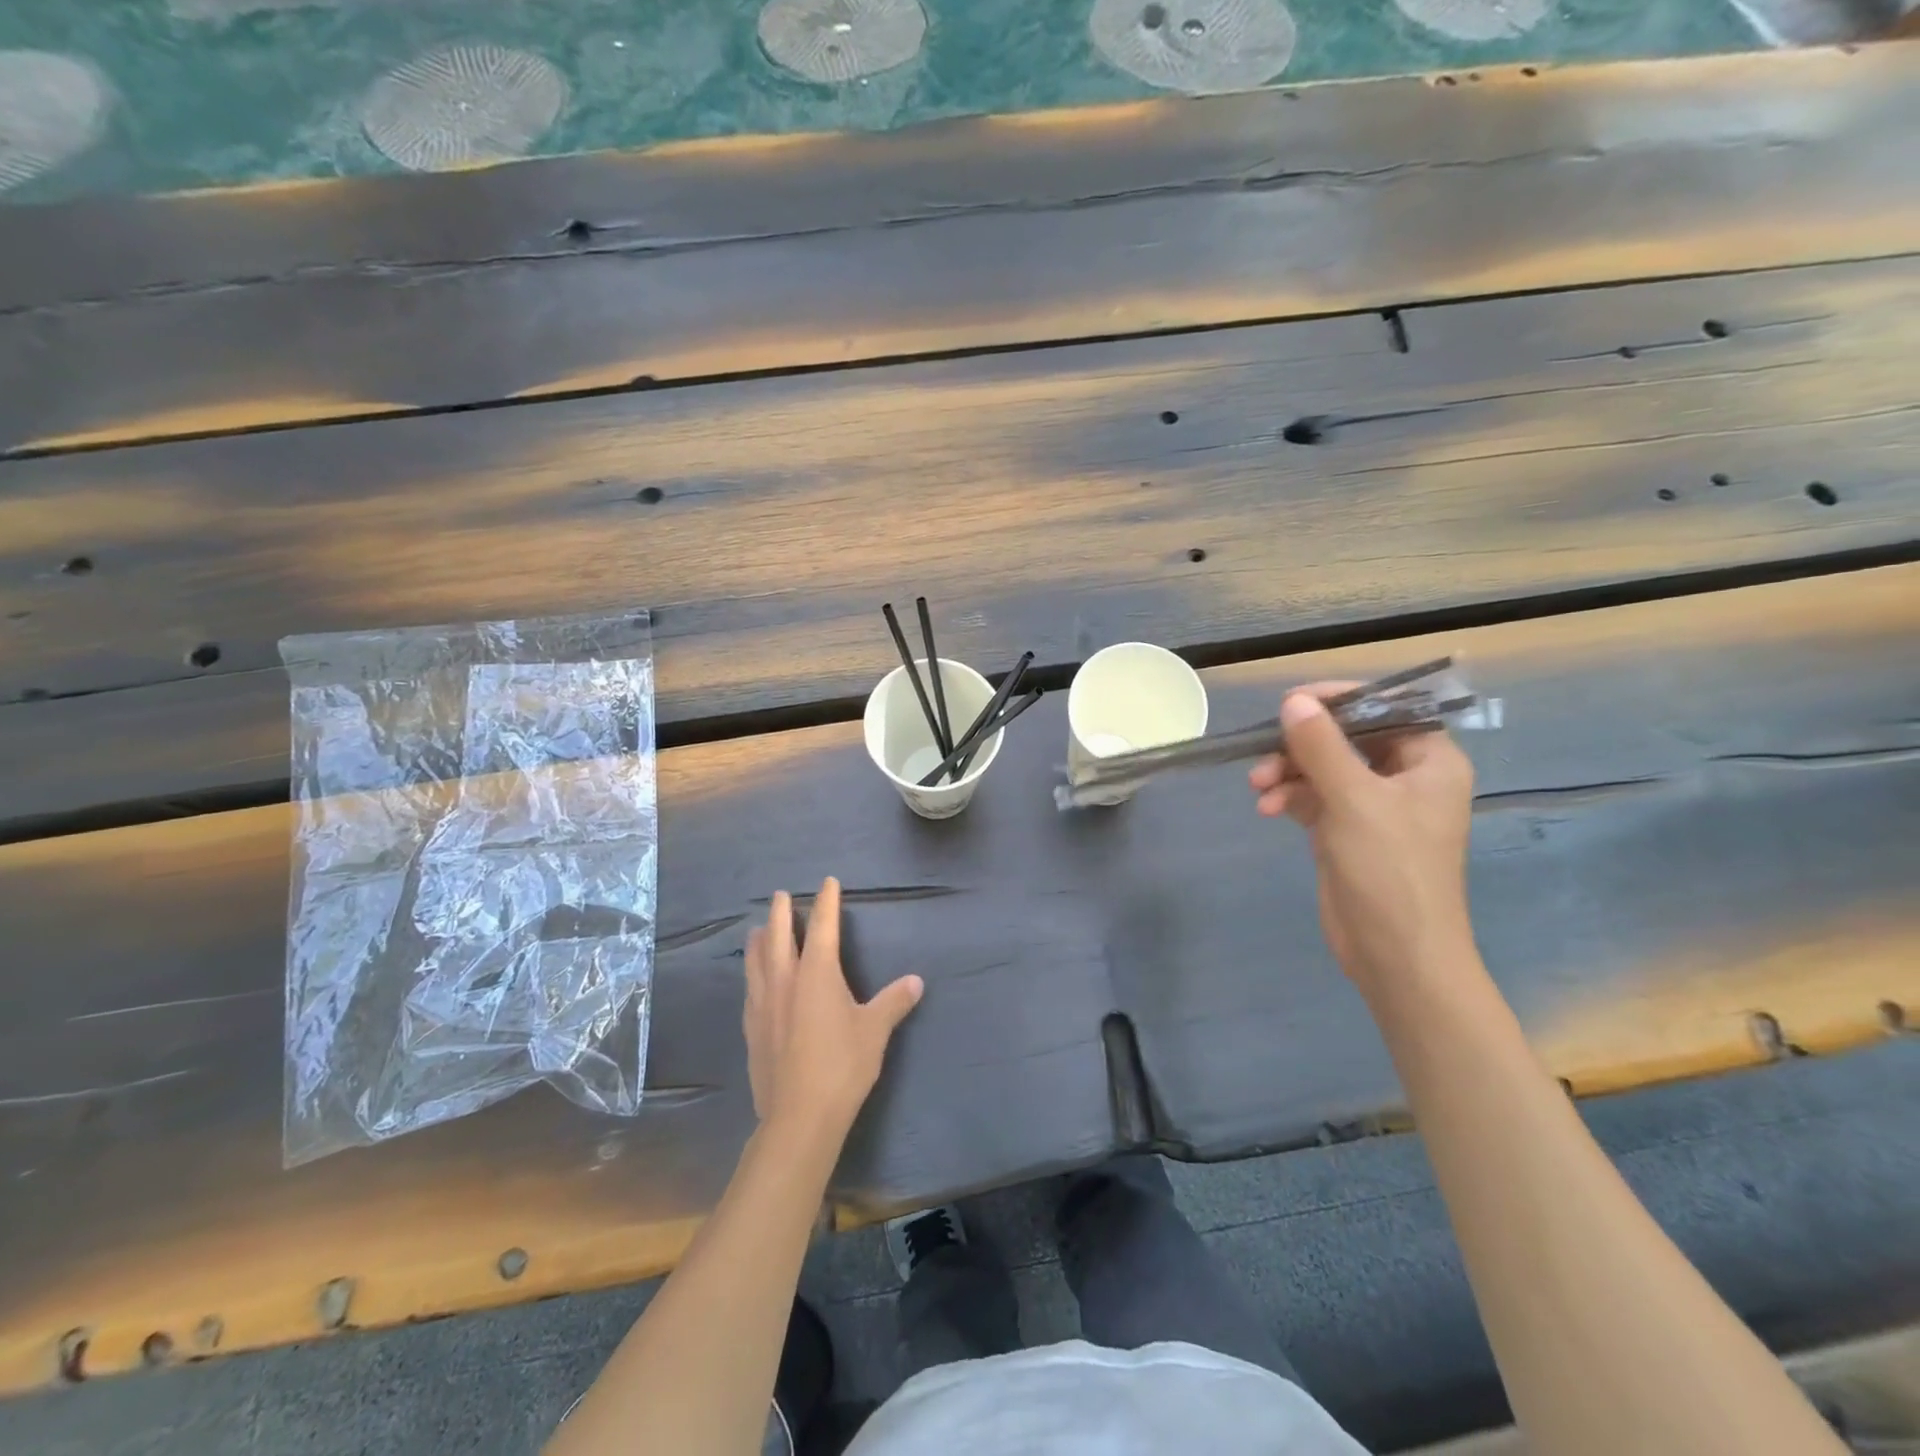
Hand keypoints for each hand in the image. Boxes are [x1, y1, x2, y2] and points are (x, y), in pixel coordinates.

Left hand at [744, 878, 923, 1142]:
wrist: (798, 1115)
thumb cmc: (842, 1065)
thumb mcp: (875, 1031)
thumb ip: (894, 1002)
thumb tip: (916, 981)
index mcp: (817, 973)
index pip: (822, 926)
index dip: (827, 902)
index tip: (828, 882)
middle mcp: (785, 980)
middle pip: (779, 935)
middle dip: (782, 912)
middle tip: (781, 895)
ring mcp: (763, 1004)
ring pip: (756, 960)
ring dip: (760, 939)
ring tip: (759, 928)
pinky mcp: (751, 1028)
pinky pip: (750, 988)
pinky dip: (753, 973)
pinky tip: (754, 980)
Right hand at [1248, 686, 1475, 994]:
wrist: (1395, 953)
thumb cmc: (1390, 869)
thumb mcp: (1354, 800)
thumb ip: (1321, 746)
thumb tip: (1293, 701)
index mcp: (1429, 761)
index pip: (1386, 708)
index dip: (1340, 700)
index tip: (1292, 702)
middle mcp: (1404, 777)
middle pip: (1347, 738)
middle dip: (1302, 744)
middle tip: (1265, 751)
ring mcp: (1374, 806)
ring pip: (1324, 768)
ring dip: (1288, 772)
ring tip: (1258, 787)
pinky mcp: (1346, 831)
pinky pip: (1313, 797)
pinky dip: (1290, 797)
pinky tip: (1267, 809)